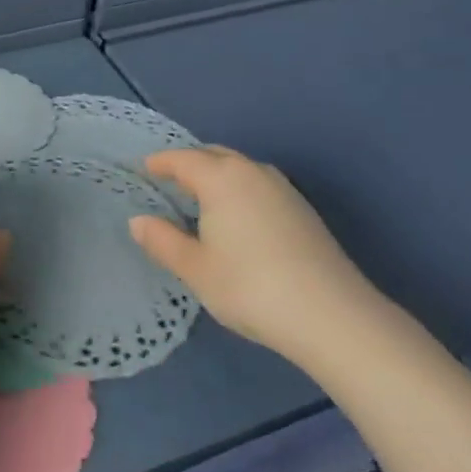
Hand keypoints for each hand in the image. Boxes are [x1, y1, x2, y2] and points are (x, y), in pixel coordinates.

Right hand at [128, 146, 385, 368]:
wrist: (333, 316)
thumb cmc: (250, 287)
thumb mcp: (196, 269)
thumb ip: (163, 241)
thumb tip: (138, 221)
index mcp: (221, 177)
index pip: (181, 159)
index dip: (159, 163)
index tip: (143, 169)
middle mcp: (251, 171)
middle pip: (212, 155)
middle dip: (188, 163)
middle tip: (168, 182)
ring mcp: (283, 188)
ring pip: (239, 169)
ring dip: (216, 176)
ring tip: (200, 200)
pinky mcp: (303, 209)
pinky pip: (258, 185)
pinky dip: (238, 190)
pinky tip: (237, 219)